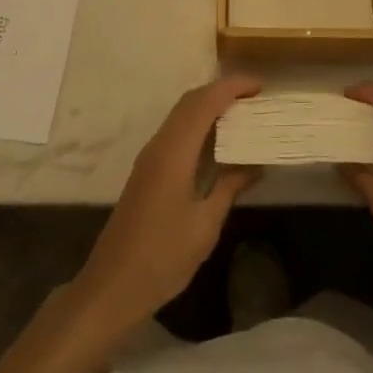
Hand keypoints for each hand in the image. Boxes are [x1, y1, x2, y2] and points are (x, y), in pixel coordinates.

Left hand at [67, 76, 262, 337]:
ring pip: (181, 114)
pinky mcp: (147, 170)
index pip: (204, 103)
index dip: (232, 87)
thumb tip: (255, 166)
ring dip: (210, 105)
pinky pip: (176, 130)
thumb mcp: (205, 226)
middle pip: (190, 101)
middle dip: (222, 91)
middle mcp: (159, 145)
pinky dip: (199, 123)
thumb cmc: (162, 257)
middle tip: (255, 98)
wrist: (112, 286)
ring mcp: (150, 156)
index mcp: (174, 152)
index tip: (260, 87)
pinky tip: (217, 141)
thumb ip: (229, 188)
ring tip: (242, 113)